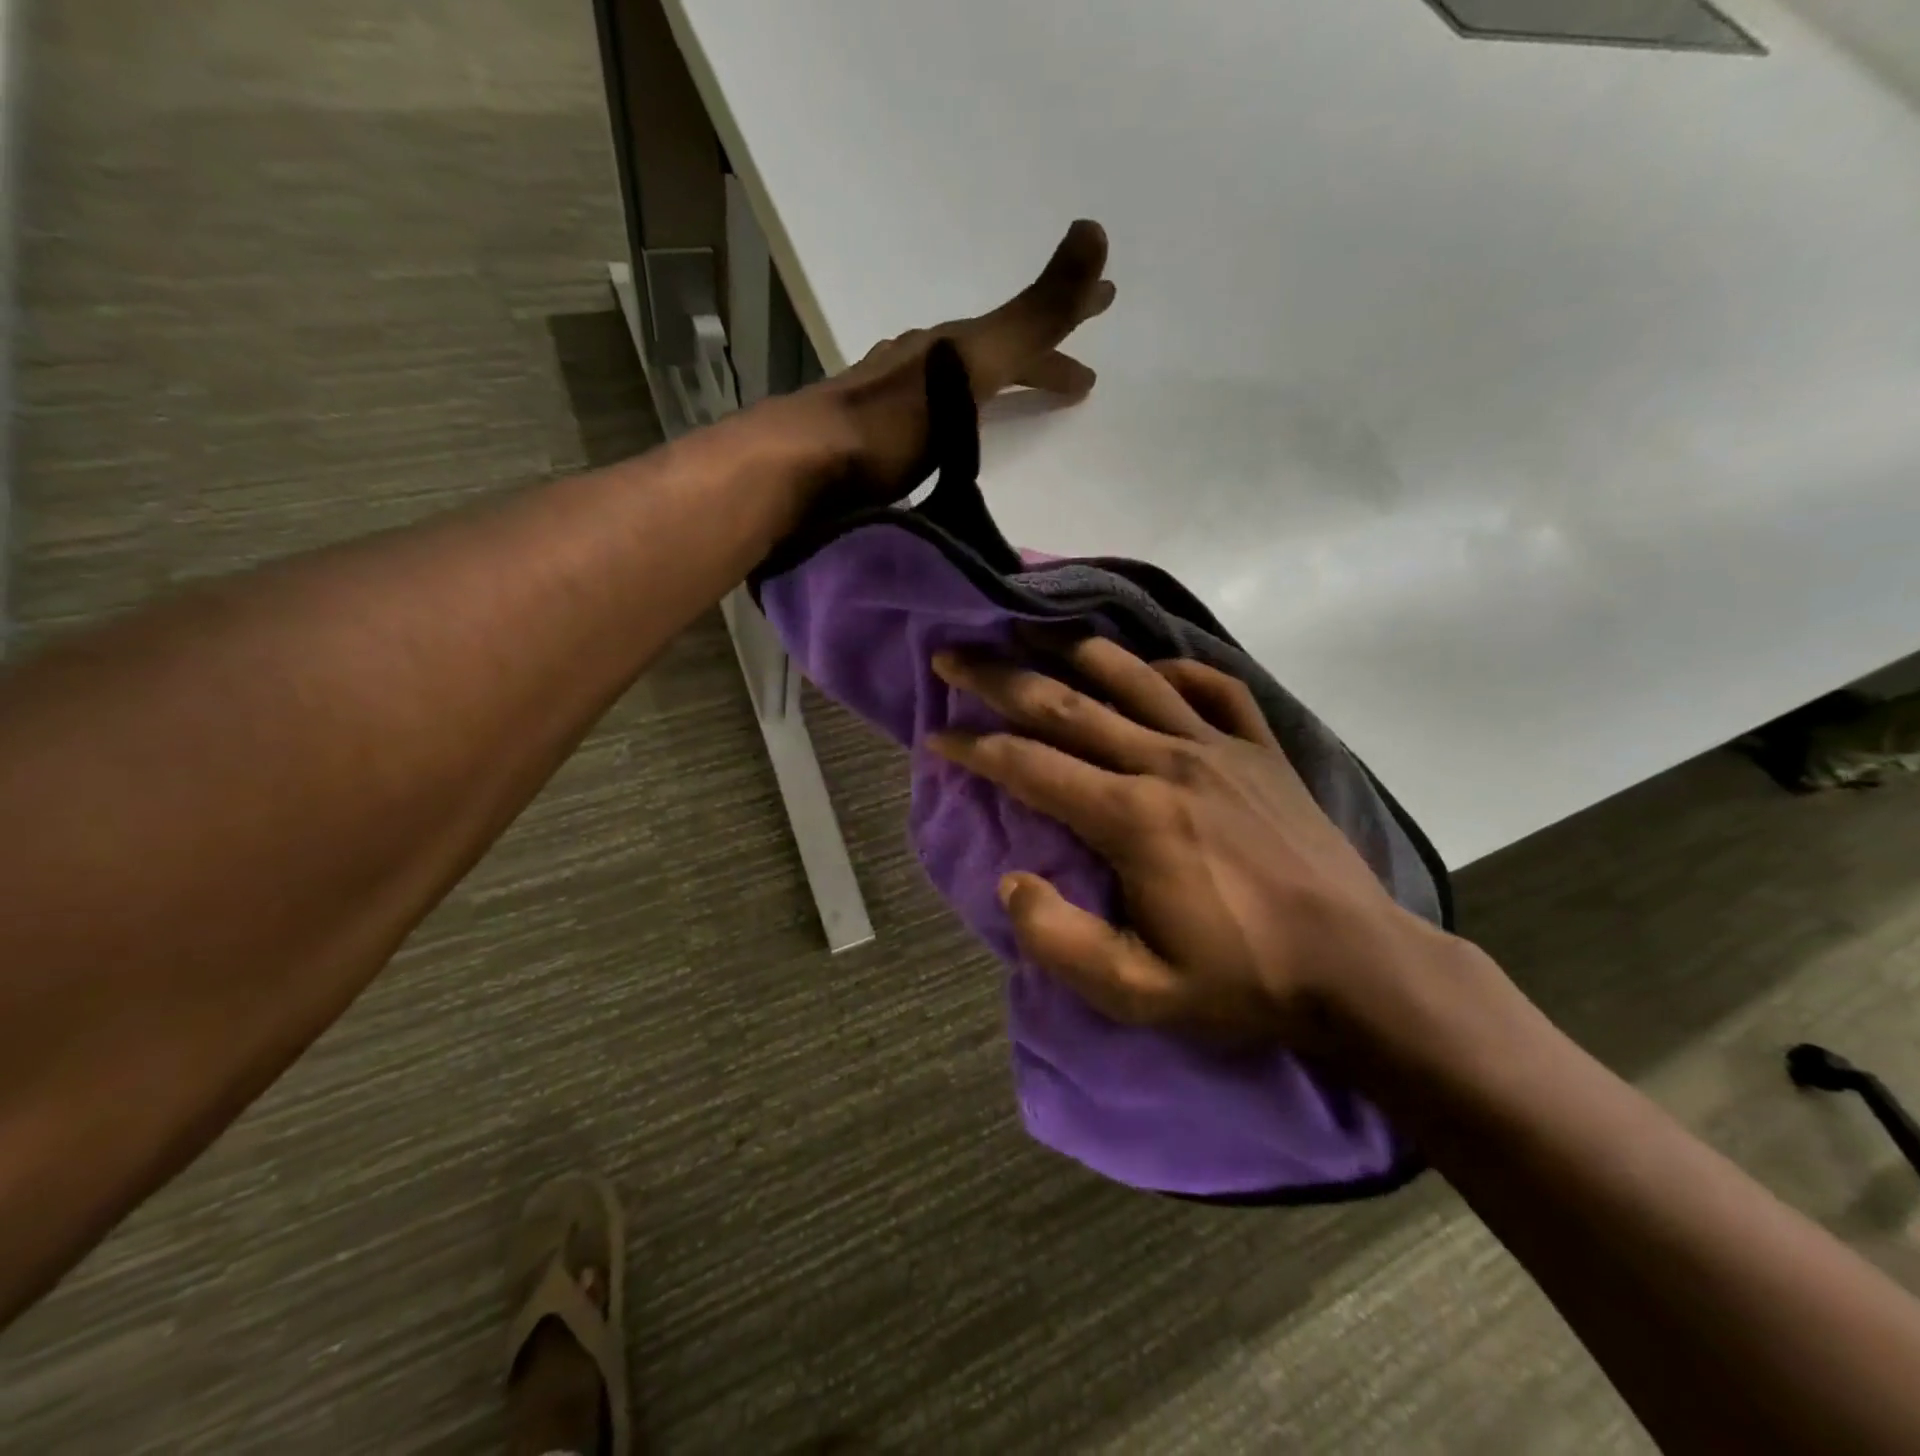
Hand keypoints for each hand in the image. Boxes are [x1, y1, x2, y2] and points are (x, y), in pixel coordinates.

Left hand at [813, 219, 1115, 498]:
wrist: (800, 467)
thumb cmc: (889, 423)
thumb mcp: (968, 366)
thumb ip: (1031, 315)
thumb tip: (1096, 229)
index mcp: (950, 346)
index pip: (1024, 329)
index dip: (1067, 322)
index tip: (1107, 309)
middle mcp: (920, 363)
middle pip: (991, 354)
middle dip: (1037, 358)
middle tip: (1077, 378)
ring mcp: (890, 399)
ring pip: (955, 385)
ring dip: (992, 388)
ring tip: (1012, 404)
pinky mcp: (870, 439)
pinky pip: (928, 416)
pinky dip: (954, 419)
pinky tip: (946, 438)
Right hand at [929, 635, 1451, 1048]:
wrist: (1359, 968)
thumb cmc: (1244, 981)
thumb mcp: (1139, 993)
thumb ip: (1061, 941)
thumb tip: (1011, 883)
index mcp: (1132, 818)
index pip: (1031, 766)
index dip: (975, 748)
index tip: (937, 736)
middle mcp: (1167, 763)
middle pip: (1065, 705)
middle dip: (998, 678)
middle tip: (952, 656)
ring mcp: (1219, 747)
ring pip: (1131, 678)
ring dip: (1071, 650)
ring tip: (1029, 629)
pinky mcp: (1261, 748)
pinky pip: (1212, 687)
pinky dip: (1171, 670)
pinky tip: (1148, 671)